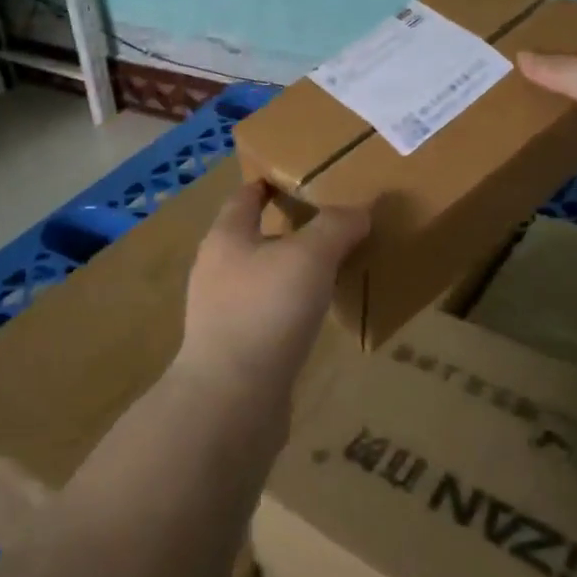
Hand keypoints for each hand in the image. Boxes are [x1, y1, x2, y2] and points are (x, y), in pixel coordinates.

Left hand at [178, 181, 369, 396]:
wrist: (232, 400)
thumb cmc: (265, 311)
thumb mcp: (309, 257)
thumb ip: (335, 228)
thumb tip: (360, 211)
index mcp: (226, 237)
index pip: (244, 196)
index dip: (268, 183)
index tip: (298, 177)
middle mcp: (216, 269)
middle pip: (252, 236)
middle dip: (287, 228)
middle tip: (330, 223)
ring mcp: (221, 311)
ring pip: (261, 277)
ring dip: (290, 270)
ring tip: (330, 269)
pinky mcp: (234, 348)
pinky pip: (266, 314)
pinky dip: (290, 307)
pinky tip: (315, 316)